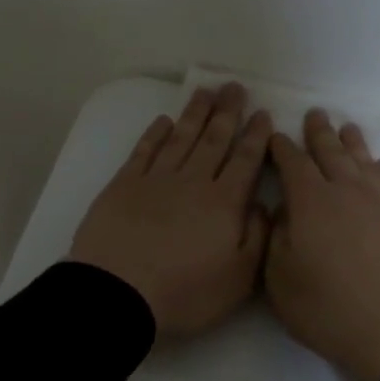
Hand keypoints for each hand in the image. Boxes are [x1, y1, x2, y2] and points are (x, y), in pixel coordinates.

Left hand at [69, 84, 273, 338]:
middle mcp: (193, 182)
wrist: (117, 293)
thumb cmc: (185, 292)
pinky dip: (154, 134)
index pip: (245, 161)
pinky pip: (144, 151)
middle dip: (227, 113)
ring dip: (195, 114)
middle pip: (213, 140)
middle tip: (235, 87)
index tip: (263, 114)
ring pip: (181, 138)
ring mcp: (156, 180)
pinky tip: (163, 121)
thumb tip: (262, 204)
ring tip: (206, 91)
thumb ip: (257, 237)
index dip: (255, 136)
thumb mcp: (238, 278)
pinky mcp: (124, 186)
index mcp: (224, 203)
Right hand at [265, 110, 379, 380]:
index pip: (292, 163)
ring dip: (353, 143)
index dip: (282, 148)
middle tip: (315, 114)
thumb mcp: (280, 279)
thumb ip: (276, 238)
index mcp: (310, 201)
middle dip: (319, 133)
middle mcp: (346, 191)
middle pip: (331, 153)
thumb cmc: (328, 308)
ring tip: (347, 129)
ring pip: (363, 161)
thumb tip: (282, 212)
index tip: (275, 136)